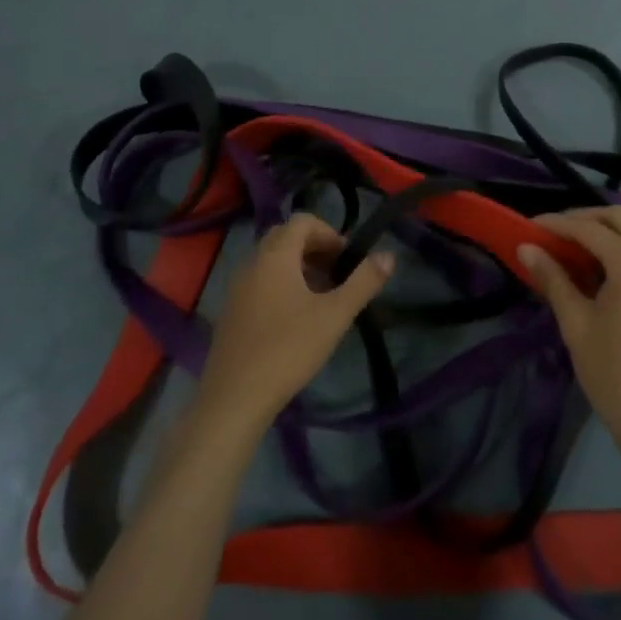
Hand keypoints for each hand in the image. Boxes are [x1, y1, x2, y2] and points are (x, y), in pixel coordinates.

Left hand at [195, 213, 395, 435]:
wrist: (235, 398)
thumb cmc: (288, 349)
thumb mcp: (334, 315)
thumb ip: (363, 282)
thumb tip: (389, 255)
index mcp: (275, 255)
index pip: (302, 221)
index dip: (329, 233)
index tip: (347, 260)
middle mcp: (252, 262)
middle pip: (285, 237)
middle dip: (314, 248)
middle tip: (337, 275)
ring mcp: (237, 287)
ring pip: (271, 260)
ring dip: (298, 267)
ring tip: (321, 298)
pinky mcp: (231, 311)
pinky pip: (260, 281)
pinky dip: (281, 284)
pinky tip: (295, 319)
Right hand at [519, 207, 620, 454]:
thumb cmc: (613, 375)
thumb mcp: (576, 324)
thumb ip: (552, 278)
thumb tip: (526, 247)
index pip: (590, 228)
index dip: (556, 224)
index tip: (528, 226)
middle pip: (618, 218)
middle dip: (582, 218)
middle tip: (550, 232)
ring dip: (600, 233)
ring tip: (565, 248)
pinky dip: (616, 251)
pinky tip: (591, 269)